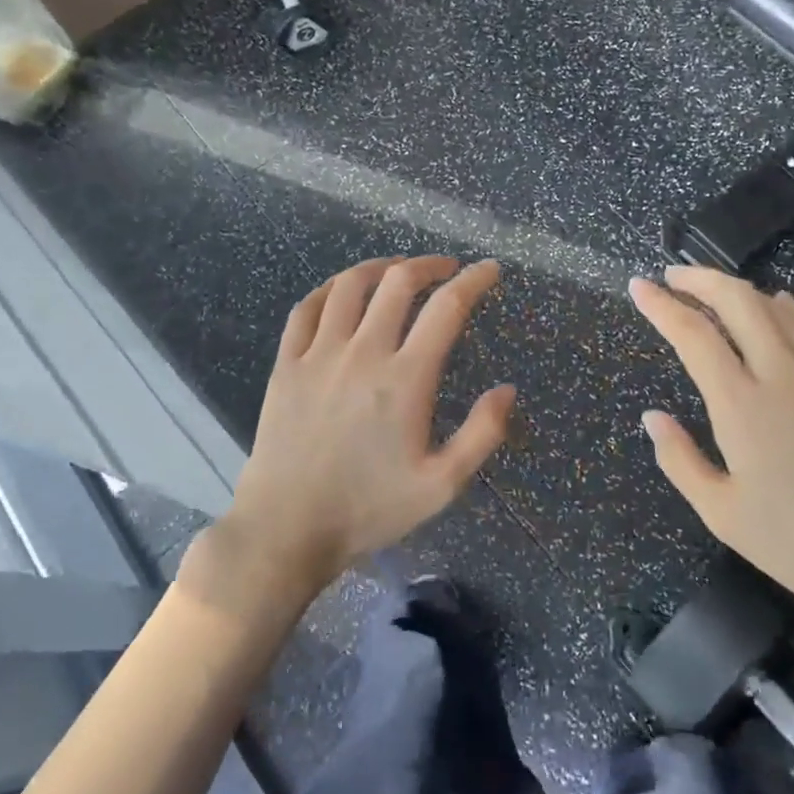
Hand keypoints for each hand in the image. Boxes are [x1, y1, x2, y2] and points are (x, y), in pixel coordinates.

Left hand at [194, 256, 515, 608]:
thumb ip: (482, 434)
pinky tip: (341, 292)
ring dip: (379, 268)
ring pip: (349, 286)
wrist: (288, 528)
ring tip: (397, 271)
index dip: (474, 281)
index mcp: (406, 379)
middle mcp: (363, 353)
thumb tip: (507, 389)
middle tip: (446, 269)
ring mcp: (319, 354)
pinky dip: (328, 289)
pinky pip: (306, 308)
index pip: (447, 308)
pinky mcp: (286, 364)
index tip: (490, 270)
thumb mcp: (441, 485)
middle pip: (398, 282)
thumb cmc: (370, 509)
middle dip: (428, 265)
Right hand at [629, 266, 793, 645]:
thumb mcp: (723, 515)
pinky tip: (782, 311)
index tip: (638, 287)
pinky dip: (788, 308)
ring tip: (715, 293)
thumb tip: (653, 417)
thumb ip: (680, 460)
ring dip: (739, 289)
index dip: (661, 305)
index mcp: (742, 405)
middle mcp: (784, 374)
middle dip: (699, 278)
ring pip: (778, 306)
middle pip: (738, 300)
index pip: (693, 334)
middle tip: (672, 276)